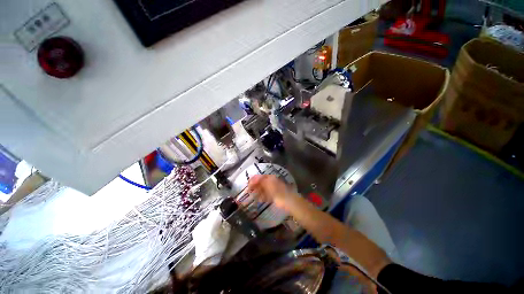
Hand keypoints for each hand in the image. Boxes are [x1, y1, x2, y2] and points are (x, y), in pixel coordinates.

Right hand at [247, 175, 296, 210]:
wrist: (288, 200)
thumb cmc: (277, 191)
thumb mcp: (267, 184)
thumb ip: (260, 181)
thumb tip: (253, 179)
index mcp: (270, 177)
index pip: (259, 177)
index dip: (253, 180)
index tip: (247, 185)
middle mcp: (271, 182)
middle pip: (261, 183)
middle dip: (255, 187)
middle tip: (248, 191)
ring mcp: (273, 189)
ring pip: (263, 189)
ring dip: (258, 192)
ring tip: (253, 196)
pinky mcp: (275, 195)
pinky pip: (267, 195)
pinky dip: (262, 197)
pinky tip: (260, 200)